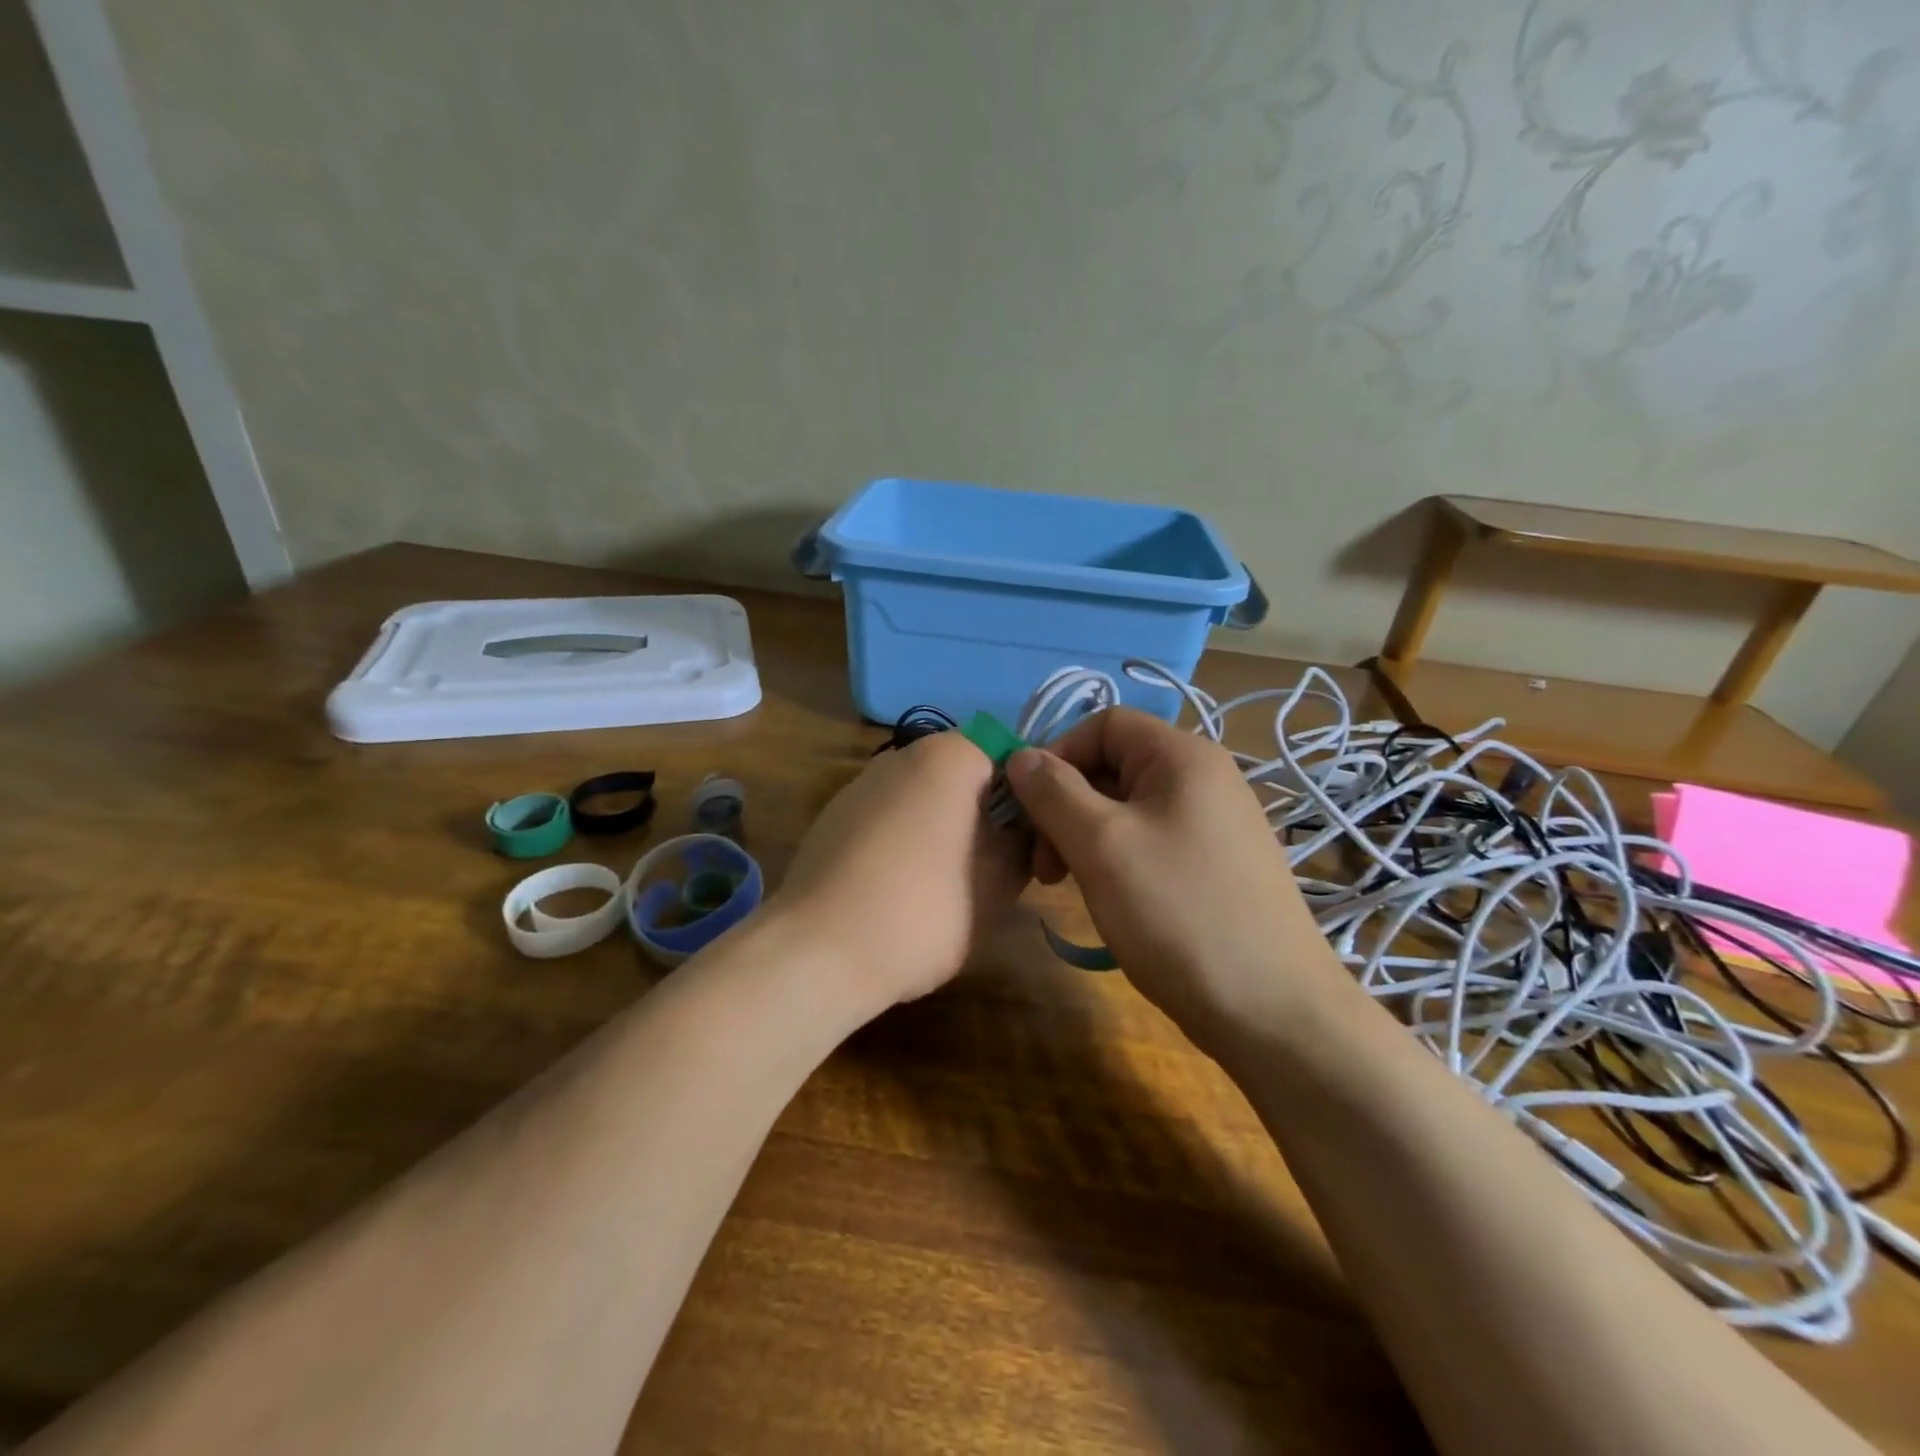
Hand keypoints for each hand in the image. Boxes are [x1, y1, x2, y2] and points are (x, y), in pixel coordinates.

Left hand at [771, 730, 1026, 1011]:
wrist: (818, 952)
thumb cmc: (925, 909)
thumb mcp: (1001, 882)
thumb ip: (1024, 843)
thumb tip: (1021, 831)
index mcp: (949, 755)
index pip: (1012, 758)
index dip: (1031, 800)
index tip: (1032, 847)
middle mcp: (901, 755)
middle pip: (966, 777)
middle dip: (986, 817)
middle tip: (998, 872)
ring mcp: (860, 785)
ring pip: (925, 800)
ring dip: (946, 832)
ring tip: (948, 889)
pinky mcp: (831, 819)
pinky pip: (888, 822)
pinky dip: (905, 845)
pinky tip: (900, 893)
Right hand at [1005, 707, 1345, 1053]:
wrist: (1272, 1012)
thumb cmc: (1178, 913)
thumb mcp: (1102, 845)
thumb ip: (1053, 792)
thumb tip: (1020, 756)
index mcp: (1183, 757)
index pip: (1104, 723)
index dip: (1057, 754)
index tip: (1028, 807)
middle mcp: (1203, 778)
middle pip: (1113, 766)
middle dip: (1065, 804)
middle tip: (1042, 863)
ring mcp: (1213, 824)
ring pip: (1126, 808)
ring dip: (1083, 836)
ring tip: (1065, 884)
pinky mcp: (1214, 866)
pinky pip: (1149, 841)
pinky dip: (1114, 858)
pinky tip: (1104, 897)